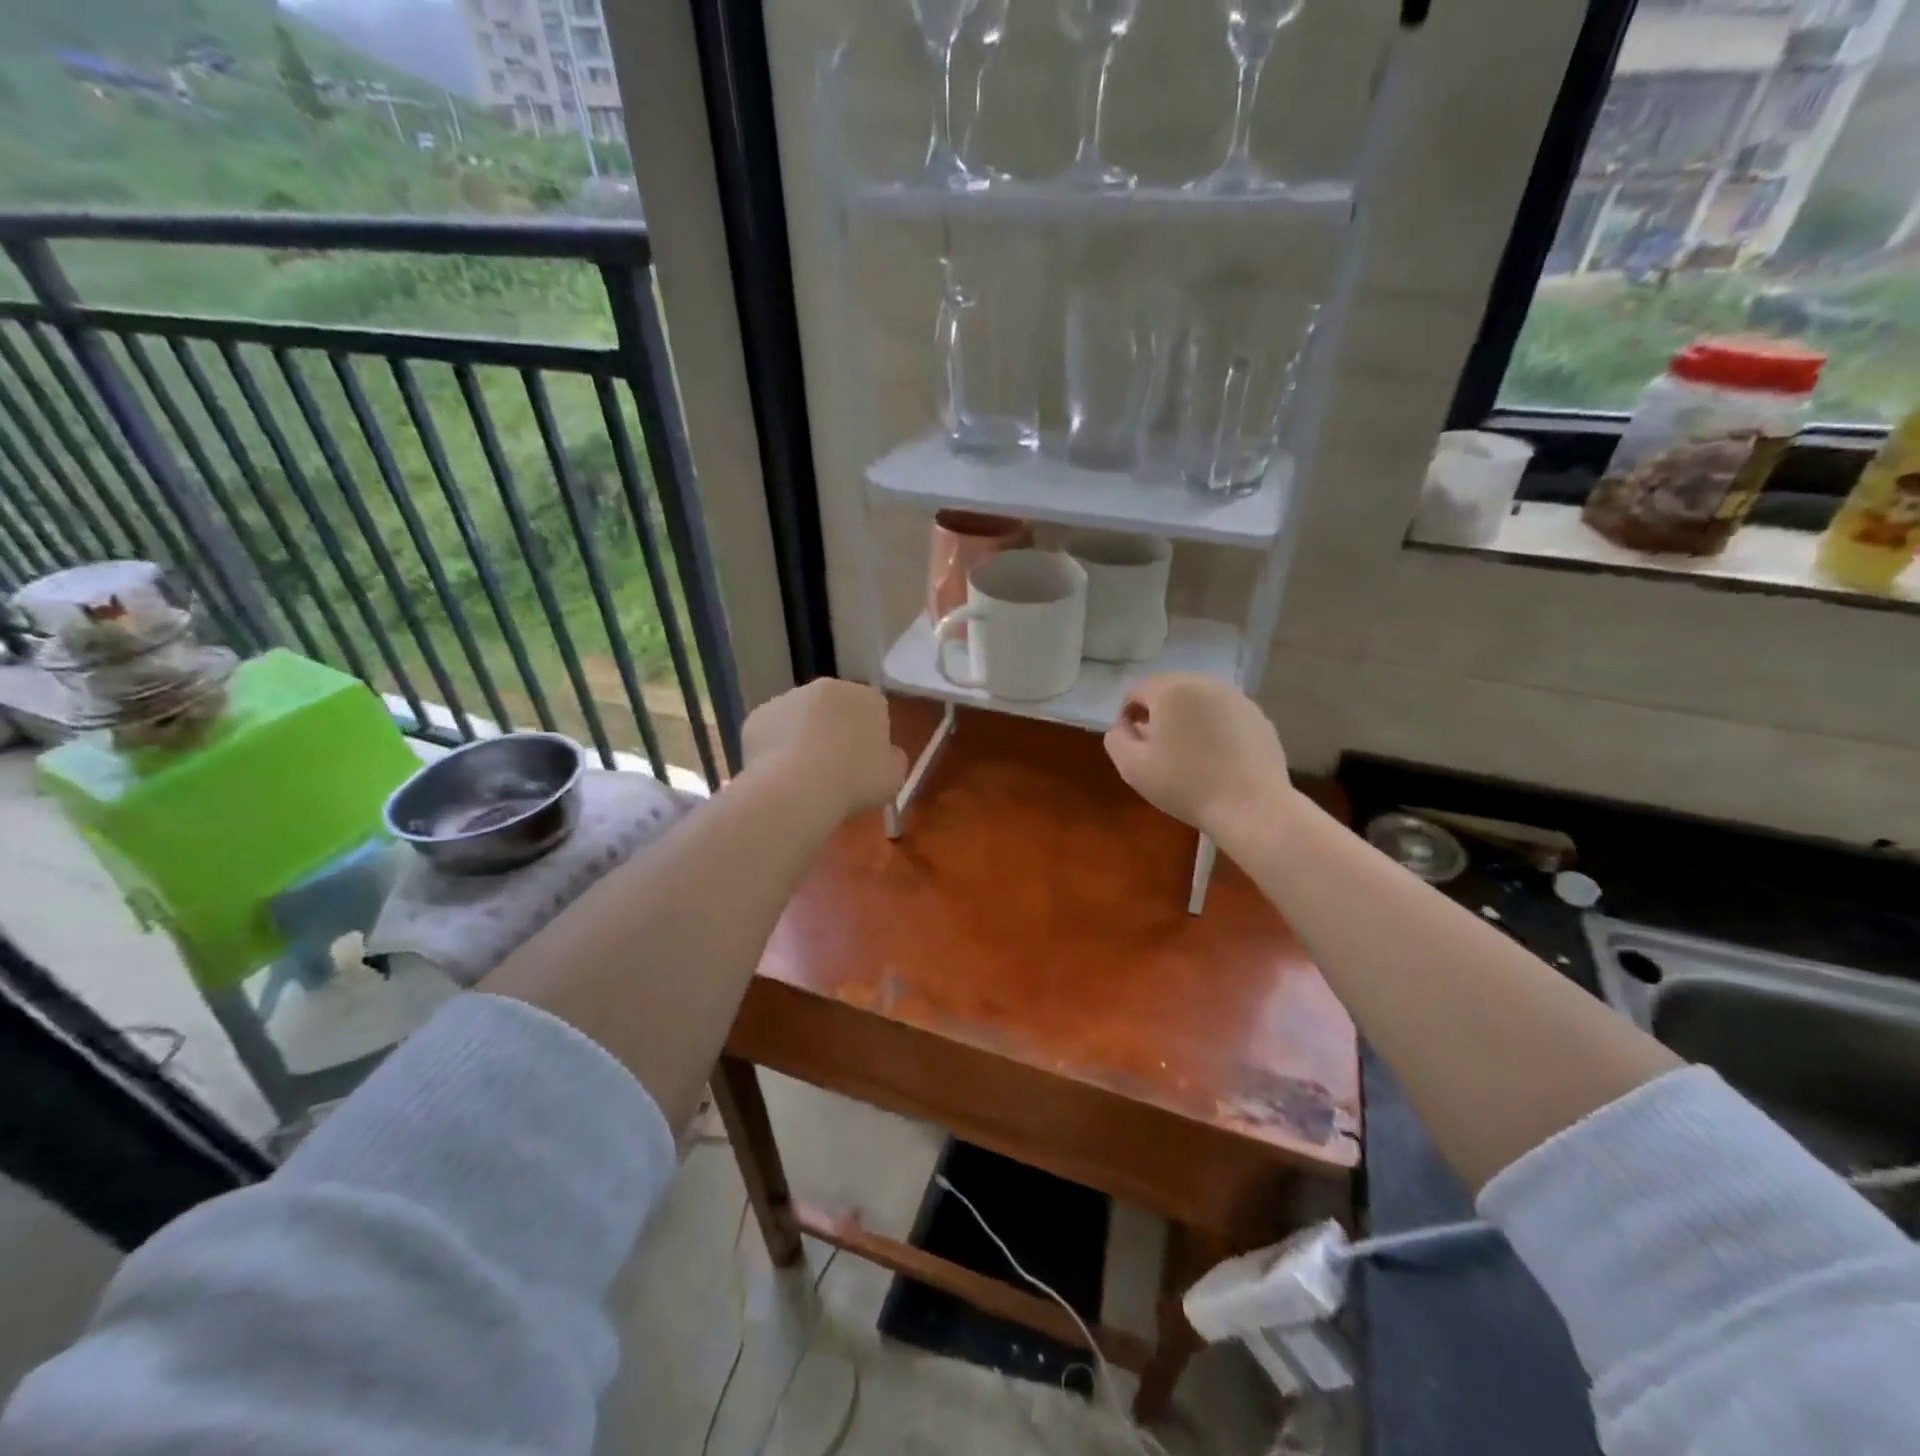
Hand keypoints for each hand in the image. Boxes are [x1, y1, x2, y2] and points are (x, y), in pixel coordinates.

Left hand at [742, 678, 906, 820]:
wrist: (799, 786)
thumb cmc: (856, 779)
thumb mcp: (894, 776)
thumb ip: (892, 759)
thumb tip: (886, 753)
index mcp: (867, 698)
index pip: (873, 711)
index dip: (868, 737)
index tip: (864, 764)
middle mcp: (828, 687)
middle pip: (833, 708)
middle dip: (833, 731)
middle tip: (833, 768)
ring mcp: (788, 698)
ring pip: (799, 717)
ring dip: (802, 737)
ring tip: (801, 775)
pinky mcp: (758, 715)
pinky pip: (771, 732)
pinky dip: (774, 748)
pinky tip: (778, 774)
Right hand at [1104, 674, 1290, 838]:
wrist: (1251, 806)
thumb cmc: (1185, 785)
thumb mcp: (1132, 768)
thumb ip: (1117, 740)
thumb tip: (1123, 727)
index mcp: (1170, 691)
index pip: (1136, 691)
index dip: (1127, 715)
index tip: (1132, 743)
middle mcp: (1204, 684)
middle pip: (1169, 691)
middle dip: (1158, 714)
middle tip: (1157, 748)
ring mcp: (1237, 698)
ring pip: (1199, 701)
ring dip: (1187, 719)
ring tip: (1188, 753)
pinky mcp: (1259, 716)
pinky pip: (1224, 715)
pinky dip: (1214, 728)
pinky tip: (1216, 758)